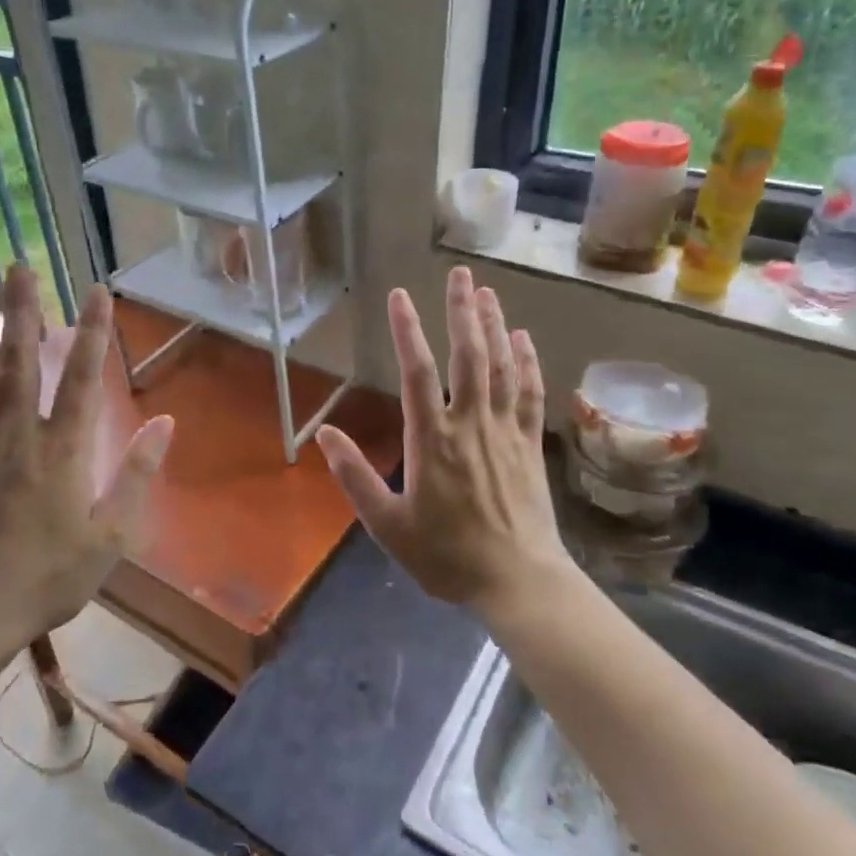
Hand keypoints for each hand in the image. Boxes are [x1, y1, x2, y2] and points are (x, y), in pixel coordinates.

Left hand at [0, 265, 172, 646]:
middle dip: (21, 311)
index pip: (80, 378)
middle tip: (18, 266)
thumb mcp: (110, 536)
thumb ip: (137, 475)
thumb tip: (165, 422)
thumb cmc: (47, 577)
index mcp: (61, 451)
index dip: (92, 332)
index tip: (95, 290)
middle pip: (18, 362)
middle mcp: (16, 436)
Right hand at [317, 266, 567, 612]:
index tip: (399, 296)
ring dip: (494, 326)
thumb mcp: (387, 524)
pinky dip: (526, 362)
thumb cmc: (446, 555)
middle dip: (462, 311)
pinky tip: (522, 339)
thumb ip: (354, 476)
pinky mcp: (530, 444)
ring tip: (487, 292)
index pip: (416, 372)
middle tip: (461, 274)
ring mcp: (505, 431)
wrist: (516, 580)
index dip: (406, 331)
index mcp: (431, 440)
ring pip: (501, 367)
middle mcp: (470, 423)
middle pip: (467, 356)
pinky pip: (529, 393)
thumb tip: (324, 433)